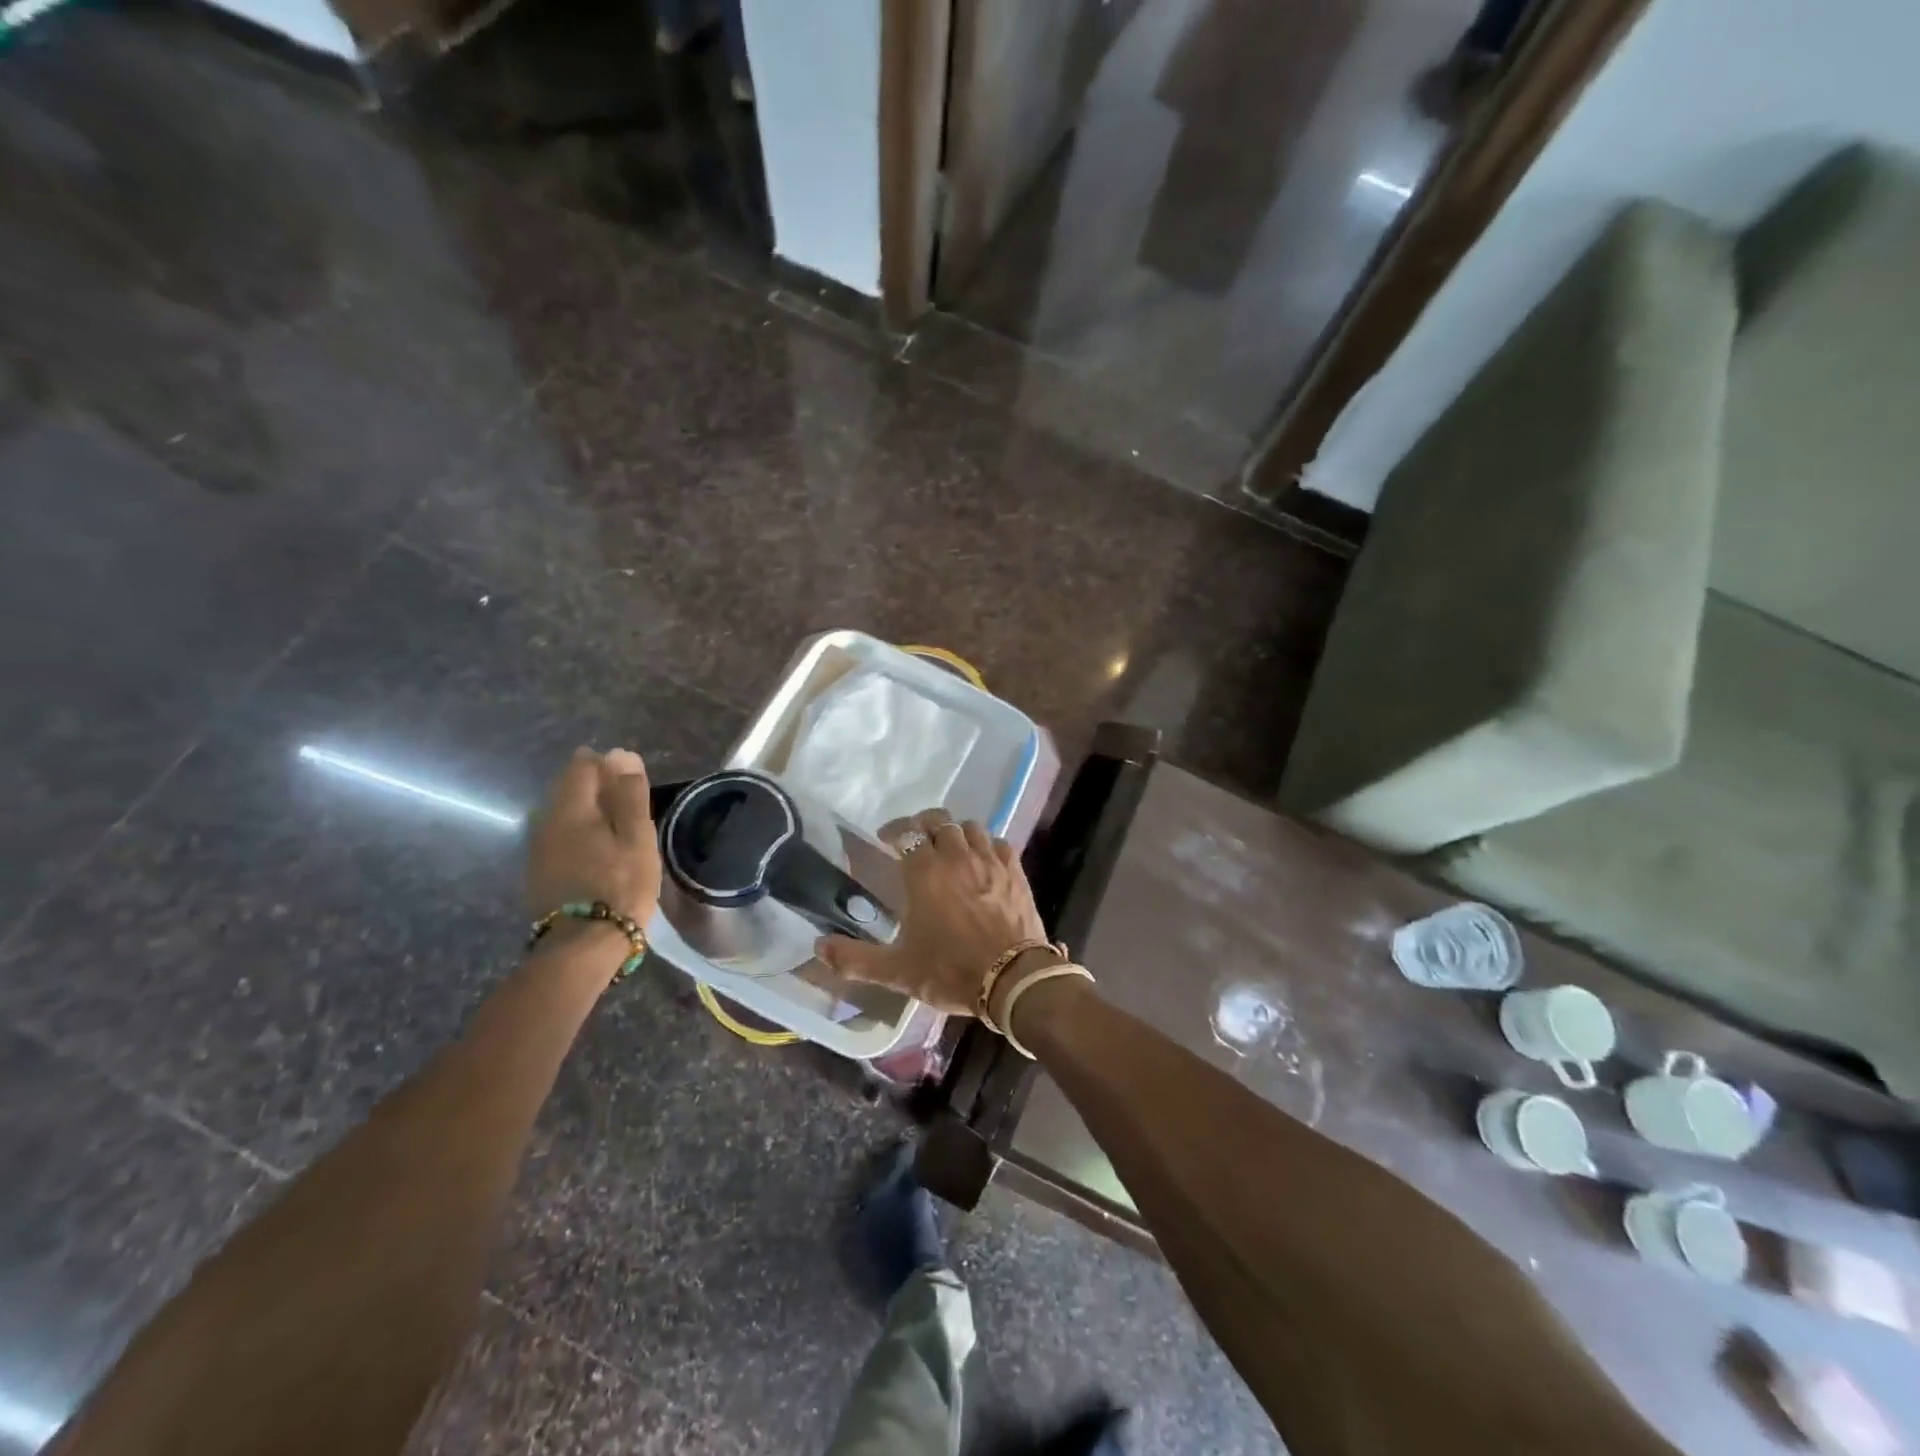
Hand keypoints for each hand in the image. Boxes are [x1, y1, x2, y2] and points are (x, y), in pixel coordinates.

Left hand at [526, 747, 661, 929]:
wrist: (582, 945)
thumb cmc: (620, 886)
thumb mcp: (637, 838)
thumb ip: (630, 795)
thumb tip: (622, 756)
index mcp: (571, 809)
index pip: (582, 767)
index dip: (606, 763)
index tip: (630, 776)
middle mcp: (546, 822)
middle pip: (566, 787)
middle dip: (594, 783)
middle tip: (626, 797)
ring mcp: (538, 848)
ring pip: (560, 812)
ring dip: (586, 808)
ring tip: (615, 821)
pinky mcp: (539, 871)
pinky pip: (557, 834)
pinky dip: (577, 830)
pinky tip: (596, 845)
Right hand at [815, 809, 1047, 1015]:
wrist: (1012, 979)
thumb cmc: (950, 971)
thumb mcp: (897, 971)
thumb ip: (855, 958)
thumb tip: (818, 947)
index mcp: (925, 872)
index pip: (907, 833)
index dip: (895, 831)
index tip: (886, 839)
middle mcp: (957, 856)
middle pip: (940, 821)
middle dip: (924, 824)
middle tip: (916, 838)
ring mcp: (989, 861)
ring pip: (971, 828)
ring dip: (956, 832)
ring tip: (949, 847)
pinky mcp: (1014, 872)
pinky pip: (998, 844)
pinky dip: (986, 845)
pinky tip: (982, 860)